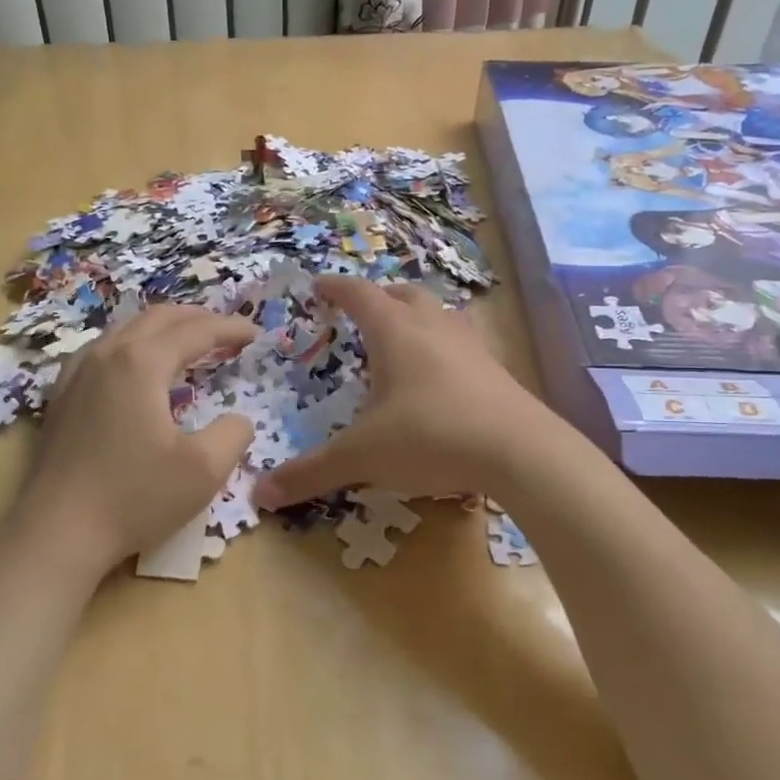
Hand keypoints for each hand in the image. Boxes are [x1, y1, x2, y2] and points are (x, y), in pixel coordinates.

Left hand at [14, 305, 258, 568]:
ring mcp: (76, 374)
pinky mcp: (61, 397)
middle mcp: (106, 355)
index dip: (229, 329)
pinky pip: (101, 351)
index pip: (195, 331)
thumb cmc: (135, 497)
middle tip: (225, 331)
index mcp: (141, 363)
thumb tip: (239, 419)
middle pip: (157, 318)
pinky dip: (132, 346)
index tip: (255, 334)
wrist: (57, 533)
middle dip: (196, 318)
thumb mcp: (205, 470)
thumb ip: (234, 434)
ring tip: (186, 342)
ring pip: (125, 329)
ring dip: (162, 329)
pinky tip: (135, 369)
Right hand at [253, 276, 551, 507]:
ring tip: (402, 336)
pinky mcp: (496, 368)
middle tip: (361, 312)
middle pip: (402, 295)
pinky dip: (443, 344)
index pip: (358, 295)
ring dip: (415, 316)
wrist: (520, 451)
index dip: (335, 288)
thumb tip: (259, 494)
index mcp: (395, 332)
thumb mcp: (362, 457)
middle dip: (378, 298)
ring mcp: (469, 344)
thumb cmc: (431, 437)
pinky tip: (442, 372)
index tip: (318, 286)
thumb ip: (311, 472)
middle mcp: (433, 326)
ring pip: (438, 313)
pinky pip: (462, 340)